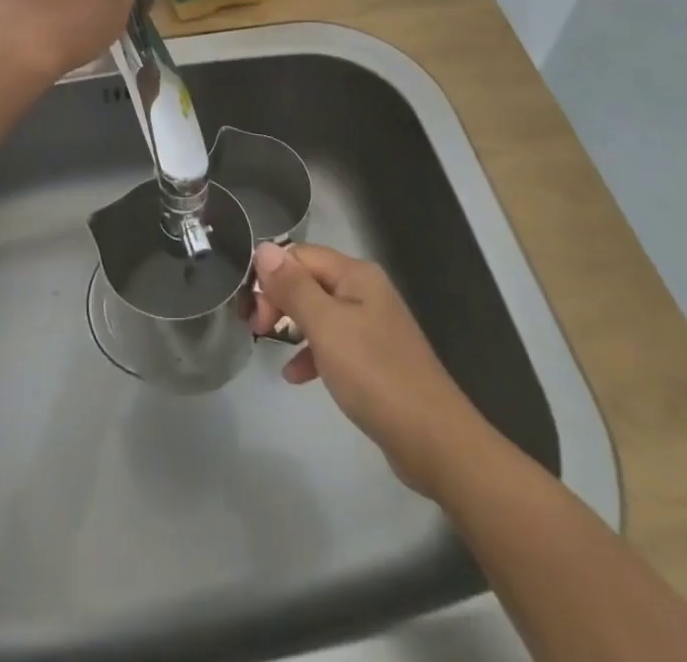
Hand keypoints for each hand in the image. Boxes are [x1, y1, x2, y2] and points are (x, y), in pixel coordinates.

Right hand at [251, 242, 487, 498]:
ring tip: (269, 348)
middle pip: (309, 280)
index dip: (272, 277)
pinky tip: (296, 376)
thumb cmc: (375, 374)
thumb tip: (263, 247)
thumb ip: (293, 287)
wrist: (434, 440)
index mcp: (356, 274)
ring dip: (292, 325)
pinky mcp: (374, 358)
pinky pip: (333, 343)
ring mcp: (372, 325)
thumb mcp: (326, 327)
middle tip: (258, 330)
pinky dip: (312, 353)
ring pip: (319, 312)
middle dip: (280, 300)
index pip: (300, 255)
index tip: (253, 312)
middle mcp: (365, 291)